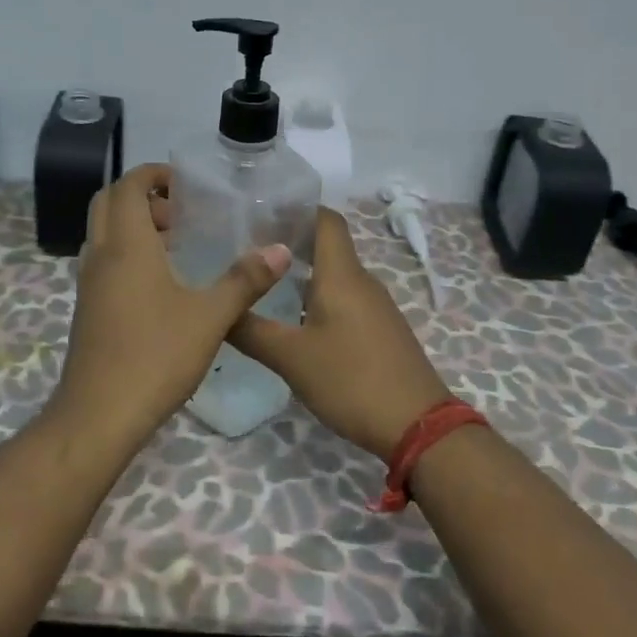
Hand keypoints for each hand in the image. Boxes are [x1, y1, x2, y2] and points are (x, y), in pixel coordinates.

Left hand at [55, 163, 291, 433]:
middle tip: (182, 213)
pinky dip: (128, 254)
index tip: (186, 184)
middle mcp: (100, 256)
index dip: (153, 174)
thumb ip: (245, 280)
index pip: (127, 186)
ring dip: (134, 226)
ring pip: (104, 233)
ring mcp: (89, 284)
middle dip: (143, 197)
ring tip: (178, 246)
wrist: (99, 414)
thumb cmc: (155, 356)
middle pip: (109, 203)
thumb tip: (279, 250)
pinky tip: (162, 285)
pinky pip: (104, 261)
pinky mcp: (88, 309)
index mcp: (126, 245)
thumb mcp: (210, 317)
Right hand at [228, 209, 449, 460]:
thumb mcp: (292, 358)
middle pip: (327, 245)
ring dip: (301, 273)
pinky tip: (294, 321)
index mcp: (342, 275)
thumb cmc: (352, 380)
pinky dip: (317, 298)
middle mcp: (362, 281)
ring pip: (334, 275)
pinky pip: (344, 299)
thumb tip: (218, 310)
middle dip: (289, 243)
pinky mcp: (380, 330)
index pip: (325, 219)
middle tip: (247, 252)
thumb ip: (251, 331)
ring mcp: (375, 307)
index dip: (296, 209)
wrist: (418, 426)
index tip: (259, 213)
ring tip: (262, 285)